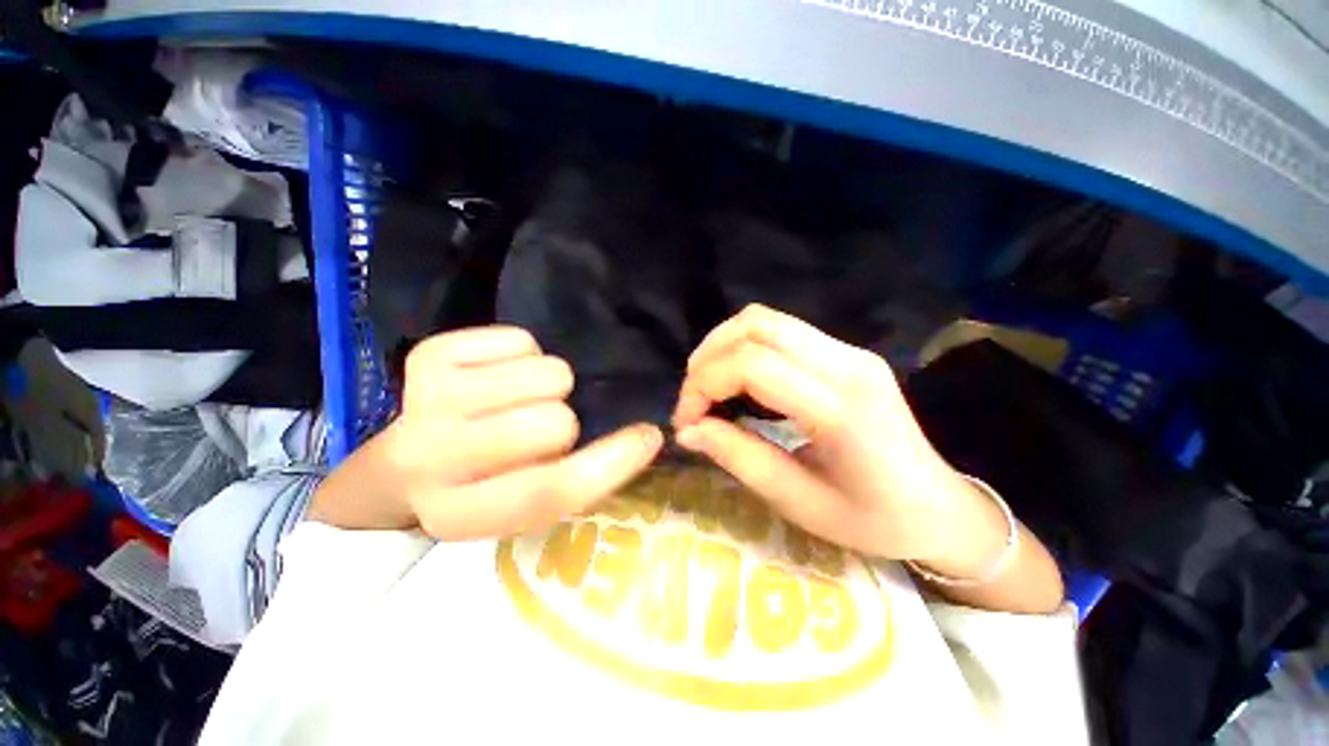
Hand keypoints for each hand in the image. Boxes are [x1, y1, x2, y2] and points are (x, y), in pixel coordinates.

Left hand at [311, 327, 662, 538]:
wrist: (404, 464)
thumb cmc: (480, 487)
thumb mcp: (526, 506)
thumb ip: (579, 479)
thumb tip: (643, 435)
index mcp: (463, 514)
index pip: (551, 489)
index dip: (611, 463)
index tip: (648, 436)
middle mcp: (434, 458)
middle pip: (553, 422)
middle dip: (564, 421)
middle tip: (543, 427)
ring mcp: (427, 398)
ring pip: (546, 373)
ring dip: (549, 386)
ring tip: (519, 400)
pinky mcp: (428, 353)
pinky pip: (521, 340)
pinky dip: (524, 356)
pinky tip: (497, 378)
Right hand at [672, 305, 999, 574]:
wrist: (940, 507)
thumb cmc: (873, 519)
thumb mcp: (798, 501)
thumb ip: (738, 457)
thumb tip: (687, 430)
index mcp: (841, 409)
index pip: (752, 364)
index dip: (704, 384)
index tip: (686, 421)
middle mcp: (847, 364)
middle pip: (755, 326)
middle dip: (708, 358)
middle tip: (693, 401)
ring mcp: (850, 351)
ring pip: (765, 320)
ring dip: (723, 346)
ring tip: (708, 387)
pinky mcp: (847, 352)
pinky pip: (780, 330)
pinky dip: (745, 347)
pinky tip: (737, 379)